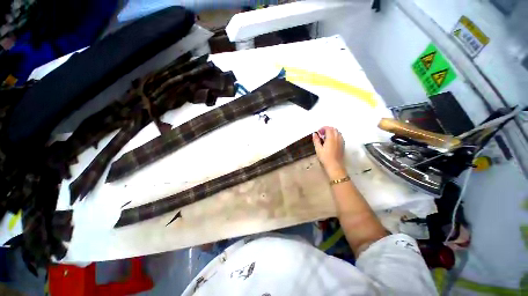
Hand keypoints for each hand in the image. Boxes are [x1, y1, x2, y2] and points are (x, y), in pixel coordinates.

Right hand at [312, 126, 346, 178]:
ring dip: (332, 132)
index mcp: (331, 138)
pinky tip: (331, 140)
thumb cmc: (325, 158)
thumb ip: (316, 140)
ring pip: (338, 132)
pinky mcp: (342, 145)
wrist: (335, 166)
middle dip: (328, 129)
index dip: (323, 128)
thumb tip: (314, 134)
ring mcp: (341, 141)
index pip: (329, 129)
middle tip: (322, 133)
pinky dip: (335, 135)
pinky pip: (340, 136)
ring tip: (326, 136)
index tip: (319, 131)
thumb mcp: (318, 149)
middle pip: (334, 129)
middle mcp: (337, 138)